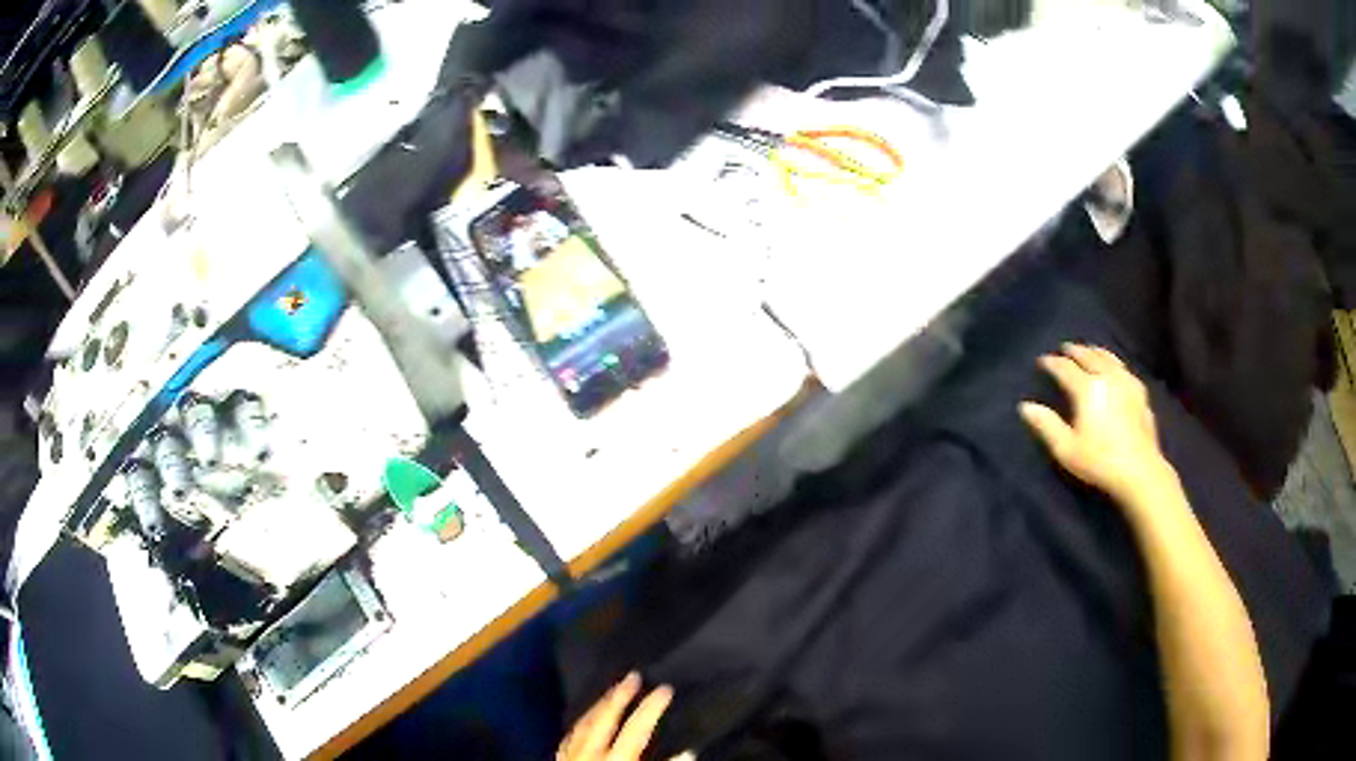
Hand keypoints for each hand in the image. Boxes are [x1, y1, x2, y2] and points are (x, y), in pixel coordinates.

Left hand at [558, 673, 689, 760]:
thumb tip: (686, 751)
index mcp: (613, 759)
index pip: (636, 728)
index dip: (652, 707)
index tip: (666, 689)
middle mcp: (588, 753)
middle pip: (603, 718)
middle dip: (619, 694)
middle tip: (633, 674)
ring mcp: (569, 756)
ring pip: (582, 724)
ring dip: (598, 705)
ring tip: (611, 692)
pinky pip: (568, 738)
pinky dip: (580, 725)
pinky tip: (584, 720)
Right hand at [1020, 343, 1172, 503]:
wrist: (1139, 470)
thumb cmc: (1099, 460)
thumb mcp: (1066, 449)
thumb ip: (1046, 425)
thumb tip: (1025, 406)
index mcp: (1087, 388)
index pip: (1065, 368)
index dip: (1052, 363)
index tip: (1042, 360)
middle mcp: (1107, 377)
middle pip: (1089, 356)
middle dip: (1075, 351)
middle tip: (1065, 348)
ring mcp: (1126, 382)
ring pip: (1108, 358)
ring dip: (1096, 351)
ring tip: (1089, 350)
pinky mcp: (1140, 392)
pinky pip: (1123, 368)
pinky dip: (1113, 362)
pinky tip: (1114, 369)